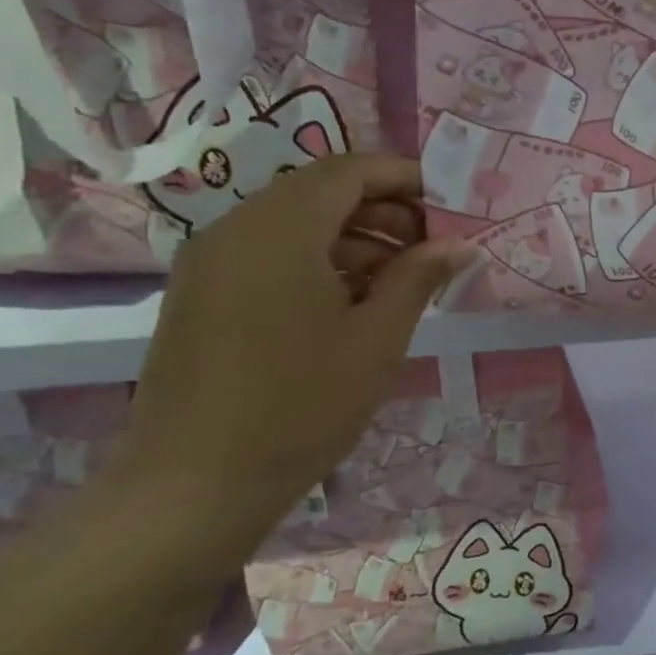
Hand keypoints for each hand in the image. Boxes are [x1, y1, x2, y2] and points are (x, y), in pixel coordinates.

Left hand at [116, 154, 477, 567]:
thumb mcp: (378, 337)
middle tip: (435, 249)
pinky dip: (320, 260)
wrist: (195, 484)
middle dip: (385, 210)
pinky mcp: (201, 295)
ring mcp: (210, 263)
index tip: (452, 208)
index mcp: (278, 231)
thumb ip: (420, 277)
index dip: (406, 177)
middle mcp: (235, 231)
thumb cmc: (302, 404)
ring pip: (295, 222)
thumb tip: (460, 245)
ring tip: (403, 280)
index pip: (348, 170)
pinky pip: (269, 253)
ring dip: (356, 237)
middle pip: (320, 191)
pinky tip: (355, 302)